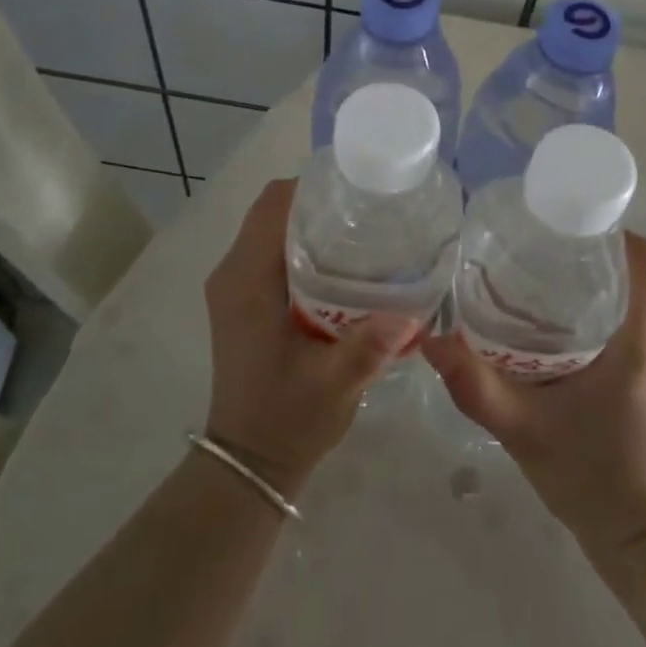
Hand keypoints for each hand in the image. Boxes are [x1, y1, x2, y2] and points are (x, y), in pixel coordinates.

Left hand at [202, 179, 418, 498]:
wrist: (250, 461)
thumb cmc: (286, 419)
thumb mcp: (334, 384)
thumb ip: (368, 347)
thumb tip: (412, 310)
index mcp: (246, 281)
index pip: (273, 205)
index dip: (315, 185)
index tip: (361, 187)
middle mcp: (233, 274)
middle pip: (275, 211)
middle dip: (322, 200)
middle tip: (375, 209)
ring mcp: (235, 287)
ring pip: (275, 229)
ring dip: (315, 221)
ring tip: (368, 229)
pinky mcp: (244, 301)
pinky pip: (273, 252)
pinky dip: (306, 244)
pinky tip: (347, 263)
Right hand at [421, 232, 645, 558]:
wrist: (644, 542)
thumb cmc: (592, 478)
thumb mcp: (523, 429)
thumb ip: (474, 385)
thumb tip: (428, 340)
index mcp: (640, 338)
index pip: (644, 256)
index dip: (611, 225)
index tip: (565, 215)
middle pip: (630, 273)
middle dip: (585, 254)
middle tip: (531, 247)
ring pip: (628, 300)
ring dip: (589, 286)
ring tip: (535, 281)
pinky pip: (630, 326)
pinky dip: (597, 315)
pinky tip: (554, 330)